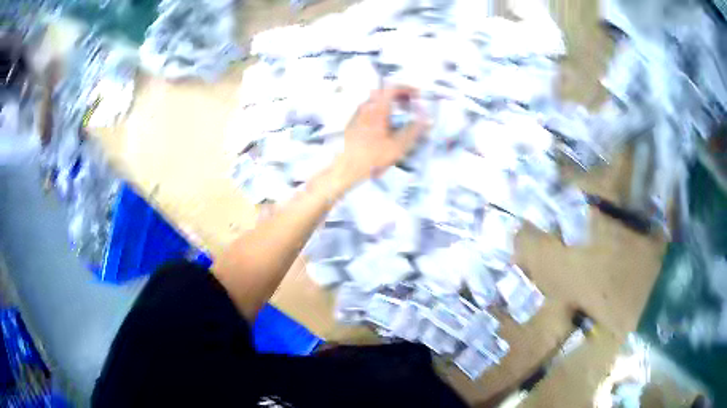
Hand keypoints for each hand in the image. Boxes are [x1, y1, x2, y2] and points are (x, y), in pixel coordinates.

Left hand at [333, 87, 427, 189]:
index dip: (408, 88)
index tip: (418, 94)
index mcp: (378, 108)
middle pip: (385, 91)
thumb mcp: (399, 145)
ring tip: (401, 115)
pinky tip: (387, 124)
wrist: (346, 167)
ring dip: (391, 103)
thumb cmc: (372, 157)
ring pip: (377, 100)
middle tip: (411, 104)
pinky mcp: (353, 121)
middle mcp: (366, 106)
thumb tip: (427, 119)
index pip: (394, 87)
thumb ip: (415, 130)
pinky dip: (382, 110)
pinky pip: (370, 108)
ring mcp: (358, 113)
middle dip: (401, 95)